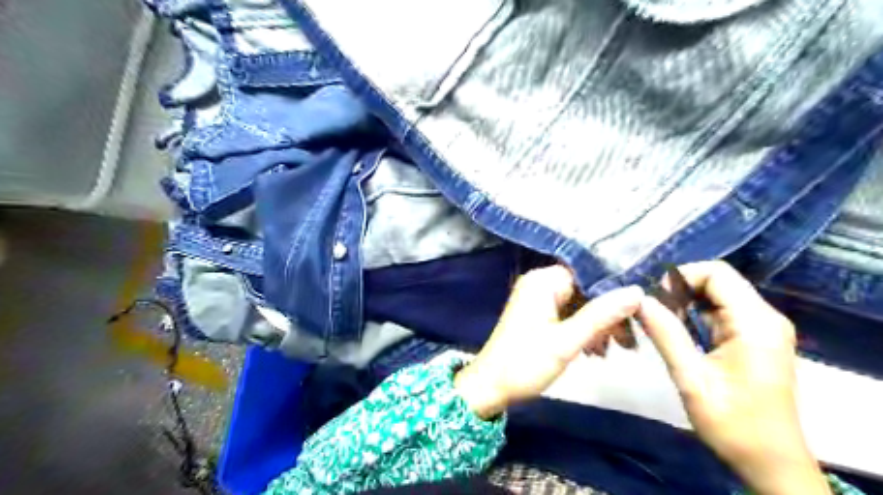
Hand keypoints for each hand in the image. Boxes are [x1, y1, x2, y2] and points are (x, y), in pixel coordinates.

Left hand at [455, 265, 641, 418]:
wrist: (491, 387)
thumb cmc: (526, 363)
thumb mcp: (567, 341)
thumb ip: (601, 315)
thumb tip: (636, 291)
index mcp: (543, 281)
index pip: (588, 273)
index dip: (614, 291)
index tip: (637, 312)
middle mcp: (540, 283)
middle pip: (585, 289)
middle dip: (607, 314)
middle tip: (627, 342)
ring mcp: (537, 299)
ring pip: (579, 304)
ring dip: (597, 325)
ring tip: (609, 351)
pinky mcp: (537, 314)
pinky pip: (568, 314)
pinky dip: (582, 330)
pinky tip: (594, 351)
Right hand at [635, 262, 828, 492]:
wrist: (770, 463)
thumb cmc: (733, 424)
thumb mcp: (692, 379)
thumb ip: (666, 334)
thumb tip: (638, 299)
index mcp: (755, 323)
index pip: (716, 273)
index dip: (680, 278)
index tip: (654, 300)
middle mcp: (764, 317)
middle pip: (715, 281)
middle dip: (678, 292)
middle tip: (653, 316)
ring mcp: (761, 328)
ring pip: (714, 296)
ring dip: (683, 305)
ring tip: (662, 326)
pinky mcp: (753, 338)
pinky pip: (718, 312)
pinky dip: (693, 317)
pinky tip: (678, 335)